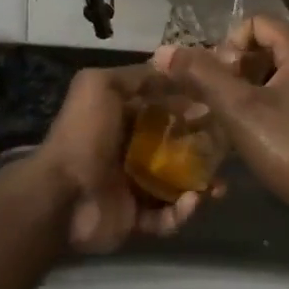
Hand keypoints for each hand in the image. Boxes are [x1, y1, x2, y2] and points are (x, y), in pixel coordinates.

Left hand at [35, 65, 208, 253]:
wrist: (61, 195)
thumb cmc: (84, 135)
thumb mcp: (100, 86)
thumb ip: (134, 76)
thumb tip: (170, 68)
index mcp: (122, 119)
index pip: (164, 110)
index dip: (190, 107)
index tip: (217, 107)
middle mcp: (130, 151)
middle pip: (176, 147)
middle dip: (204, 148)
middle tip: (227, 150)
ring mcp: (133, 187)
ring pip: (178, 184)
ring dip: (202, 184)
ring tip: (218, 186)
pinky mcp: (136, 219)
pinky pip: (167, 217)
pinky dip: (182, 212)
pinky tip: (192, 202)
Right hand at [154, 15, 288, 215]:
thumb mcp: (239, 110)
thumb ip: (202, 76)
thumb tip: (164, 51)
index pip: (258, 23)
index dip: (229, 44)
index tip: (216, 78)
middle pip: (271, 46)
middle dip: (239, 67)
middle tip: (221, 98)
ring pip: (283, 73)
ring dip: (254, 87)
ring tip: (235, 116)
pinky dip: (274, 103)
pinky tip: (261, 132)